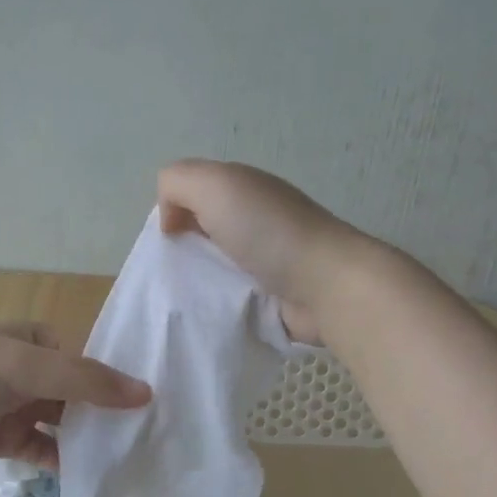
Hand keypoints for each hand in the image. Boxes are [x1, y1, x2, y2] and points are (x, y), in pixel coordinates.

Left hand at [0, 324, 149, 468]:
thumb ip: (85, 380)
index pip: (91, 361)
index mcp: (39, 341)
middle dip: (110, 415)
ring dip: (91, 441)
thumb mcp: (26, 366)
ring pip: (66, 425)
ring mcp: (19, 407)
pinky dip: (66, 463)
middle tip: (152, 440)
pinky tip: (92, 477)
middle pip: (81, 395)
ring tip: (131, 461)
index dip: (119, 382)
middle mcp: (33, 372)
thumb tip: (146, 393)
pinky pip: (45, 451)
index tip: (156, 406)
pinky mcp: (7, 440)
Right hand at [157, 159, 358, 342]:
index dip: (173, 212)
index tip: (170, 240)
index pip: (193, 194)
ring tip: (189, 299)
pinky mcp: (273, 294)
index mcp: (242, 188)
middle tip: (175, 274)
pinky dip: (219, 304)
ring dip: (199, 281)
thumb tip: (170, 219)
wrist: (326, 285)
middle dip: (183, 251)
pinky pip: (232, 296)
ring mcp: (267, 258)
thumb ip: (177, 183)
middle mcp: (254, 218)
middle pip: (202, 232)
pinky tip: (211, 313)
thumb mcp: (214, 184)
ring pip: (215, 266)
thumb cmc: (268, 231)